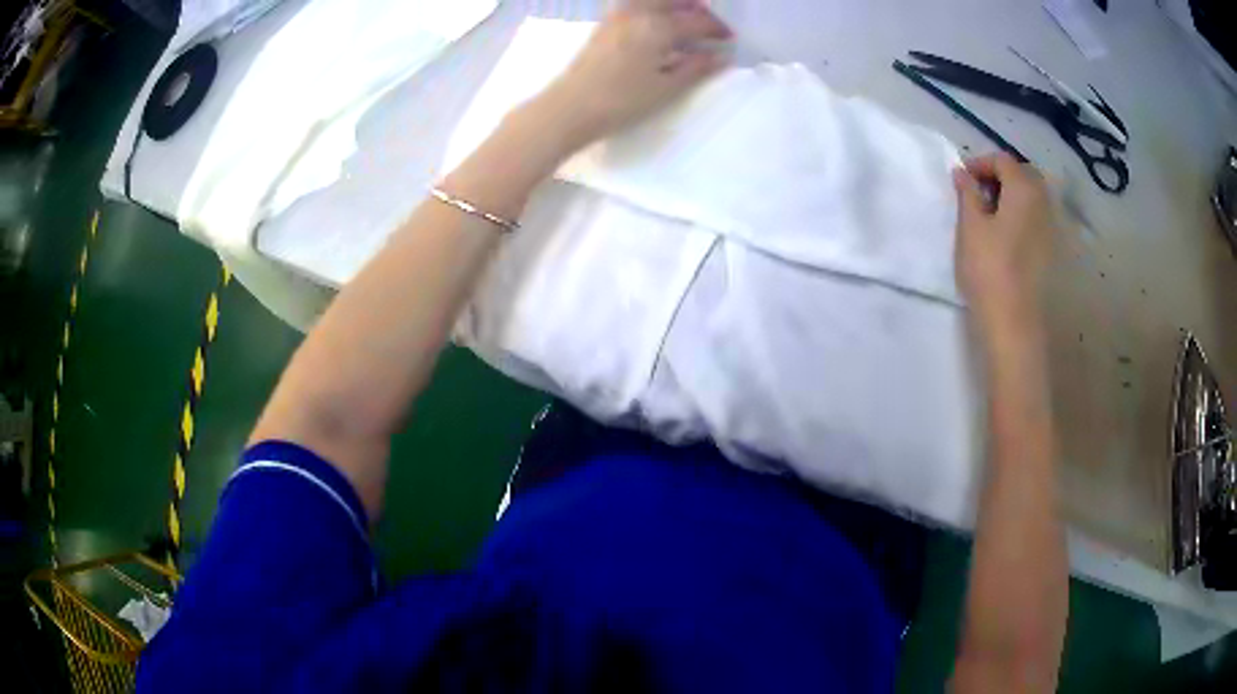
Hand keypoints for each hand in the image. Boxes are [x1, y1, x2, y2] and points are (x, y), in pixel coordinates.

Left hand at [534, 0, 731, 147]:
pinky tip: (660, 25)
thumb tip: (721, 57)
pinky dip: (655, 9)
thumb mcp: (666, 88)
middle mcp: (638, 12)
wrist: (569, 107)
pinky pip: (637, 6)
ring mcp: (618, 16)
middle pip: (675, 0)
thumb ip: (696, 68)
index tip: (730, 39)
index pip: (697, 21)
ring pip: (654, 0)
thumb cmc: (621, 101)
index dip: (717, 29)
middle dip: (697, 8)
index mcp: (658, 26)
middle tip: (711, 22)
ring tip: (687, 20)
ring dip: (674, 5)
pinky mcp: (604, 25)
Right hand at [953, 153, 1058, 336]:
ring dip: (1011, 197)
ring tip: (990, 216)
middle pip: (1022, 175)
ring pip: (1032, 198)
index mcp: (1025, 189)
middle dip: (999, 177)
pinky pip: (1037, 219)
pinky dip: (1021, 216)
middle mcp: (1045, 202)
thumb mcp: (970, 226)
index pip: (1002, 160)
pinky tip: (1007, 236)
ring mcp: (1053, 228)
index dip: (979, 163)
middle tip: (976, 195)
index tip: (961, 180)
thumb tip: (962, 172)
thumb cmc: (989, 270)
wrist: (1015, 324)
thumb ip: (966, 193)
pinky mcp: (1053, 251)